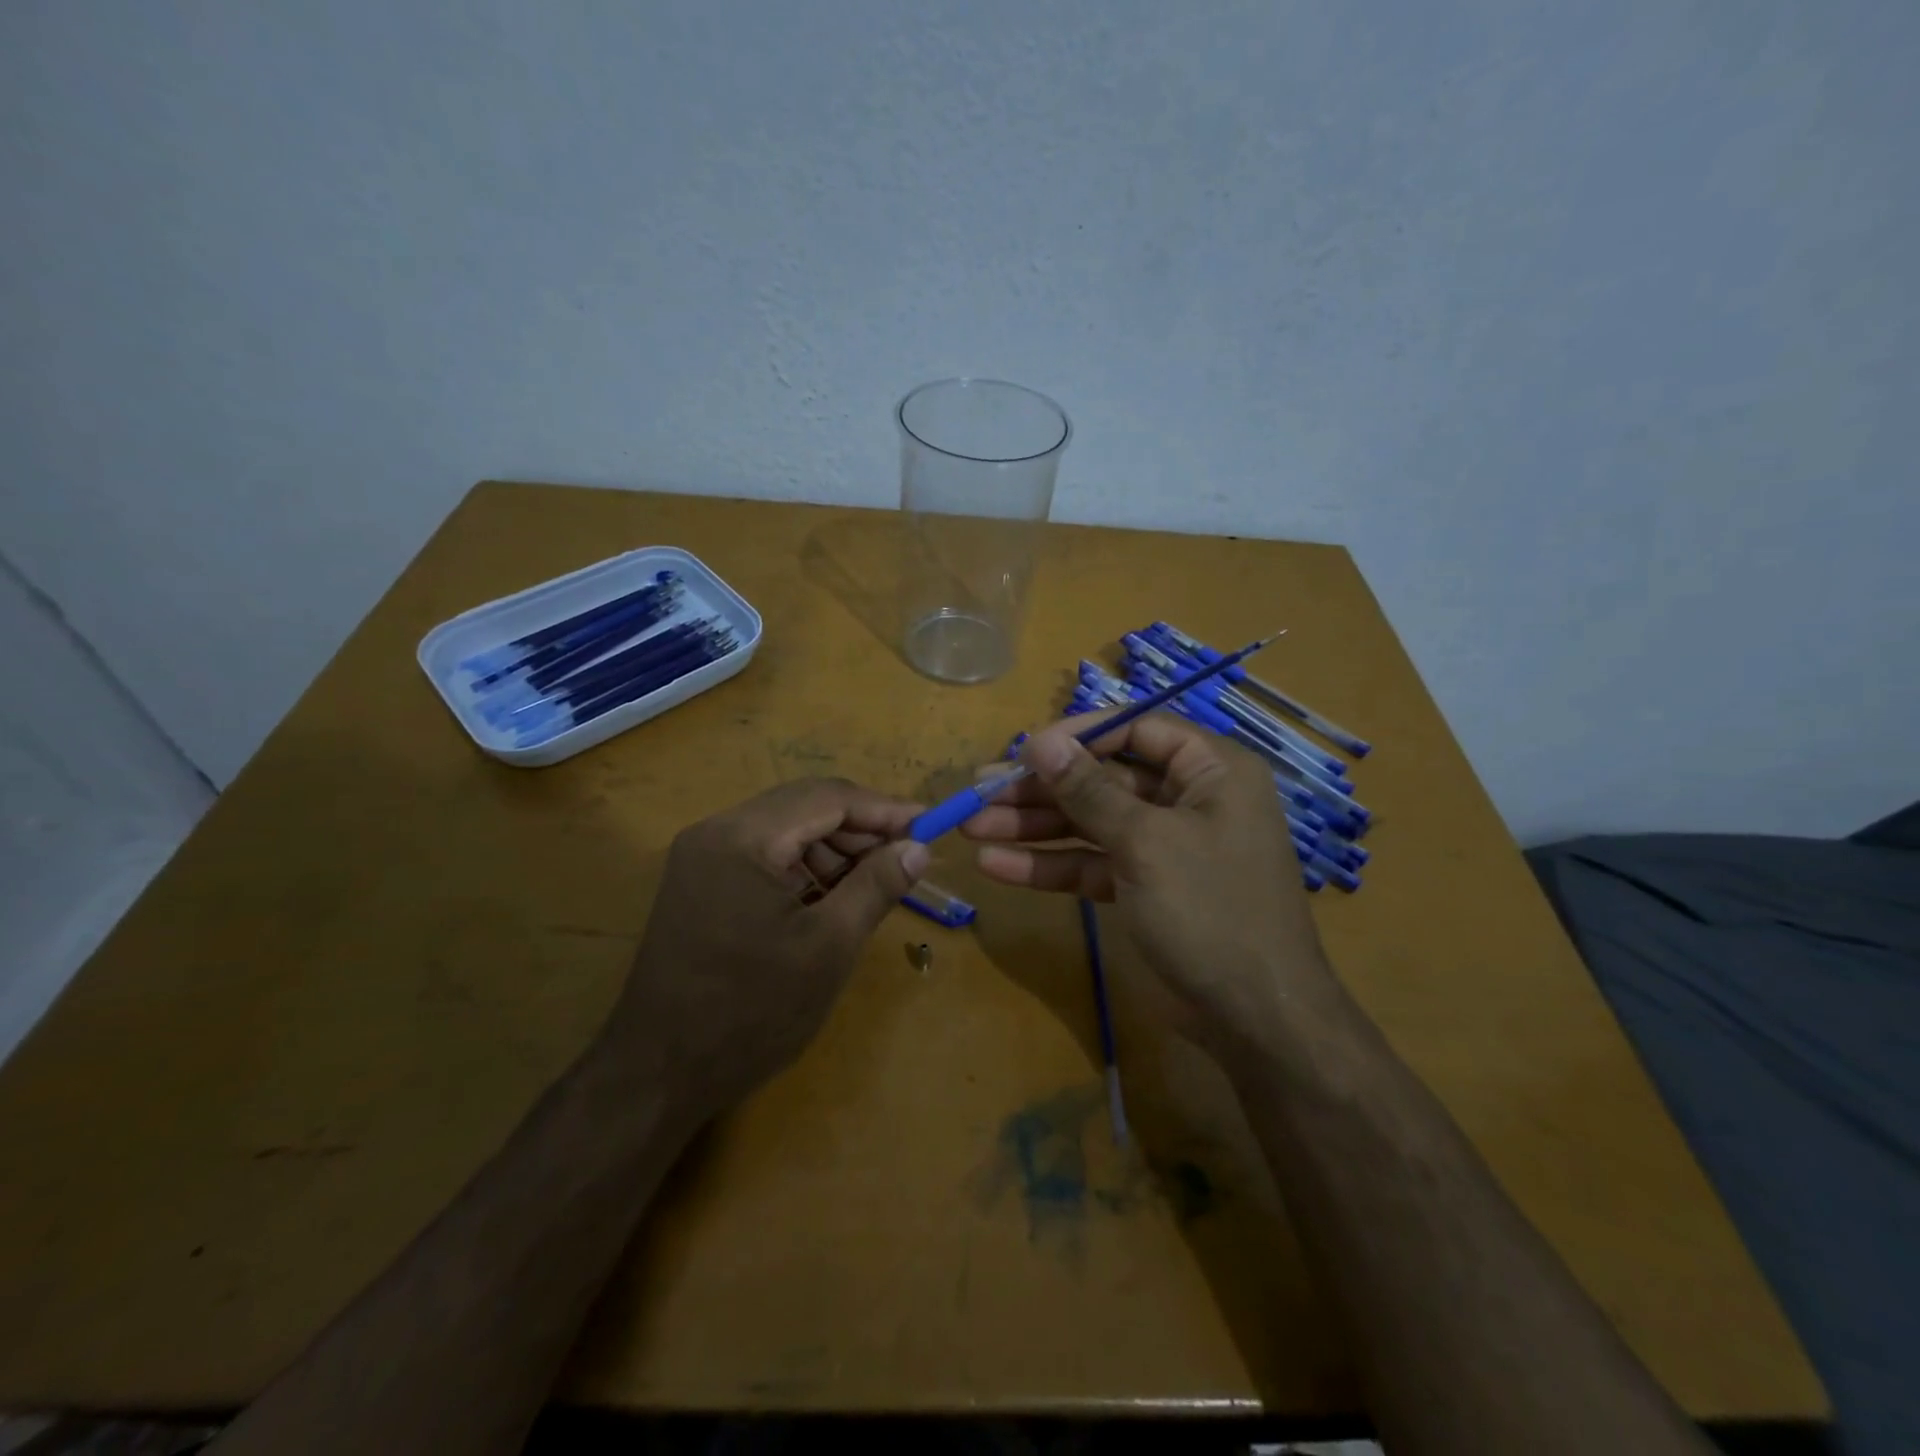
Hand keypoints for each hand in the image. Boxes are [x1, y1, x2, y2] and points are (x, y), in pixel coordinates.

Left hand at [604, 778, 927, 1118]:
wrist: (658, 1075)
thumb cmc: (750, 1013)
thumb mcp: (828, 948)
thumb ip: (876, 887)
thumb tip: (919, 847)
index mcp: (742, 837)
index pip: (827, 798)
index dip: (884, 809)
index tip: (930, 826)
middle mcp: (716, 831)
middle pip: (805, 807)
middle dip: (860, 828)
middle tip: (907, 856)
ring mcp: (703, 857)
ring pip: (786, 829)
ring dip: (834, 848)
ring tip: (875, 881)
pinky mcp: (701, 882)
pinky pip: (765, 856)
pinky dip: (805, 868)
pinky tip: (833, 896)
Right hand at [964, 712, 1335, 1057]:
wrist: (1255, 1019)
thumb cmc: (1210, 910)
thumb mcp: (1145, 843)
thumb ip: (1089, 791)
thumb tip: (1040, 742)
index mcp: (1210, 771)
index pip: (1136, 731)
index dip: (1078, 735)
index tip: (1024, 750)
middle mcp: (1187, 800)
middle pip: (1103, 779)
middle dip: (1041, 788)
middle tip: (980, 790)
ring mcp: (1163, 846)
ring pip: (1090, 823)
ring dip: (1033, 826)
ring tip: (972, 825)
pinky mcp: (1144, 887)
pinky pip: (1091, 864)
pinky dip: (1049, 866)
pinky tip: (996, 865)